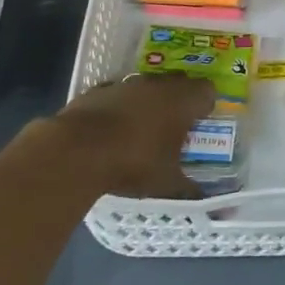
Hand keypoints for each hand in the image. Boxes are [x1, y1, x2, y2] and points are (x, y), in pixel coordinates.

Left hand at [37, 74, 214, 198]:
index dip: (206, 105)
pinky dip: (119, 108)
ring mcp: (126, 84)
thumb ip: (188, 189)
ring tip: (142, 130)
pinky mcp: (98, 90)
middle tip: (175, 127)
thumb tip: (202, 200)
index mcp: (183, 100)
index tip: (201, 123)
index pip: (207, 91)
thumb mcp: (166, 183)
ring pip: (147, 87)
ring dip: (148, 103)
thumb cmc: (134, 162)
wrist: (77, 151)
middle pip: (178, 84)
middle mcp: (158, 85)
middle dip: (179, 101)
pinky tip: (112, 130)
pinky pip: (118, 95)